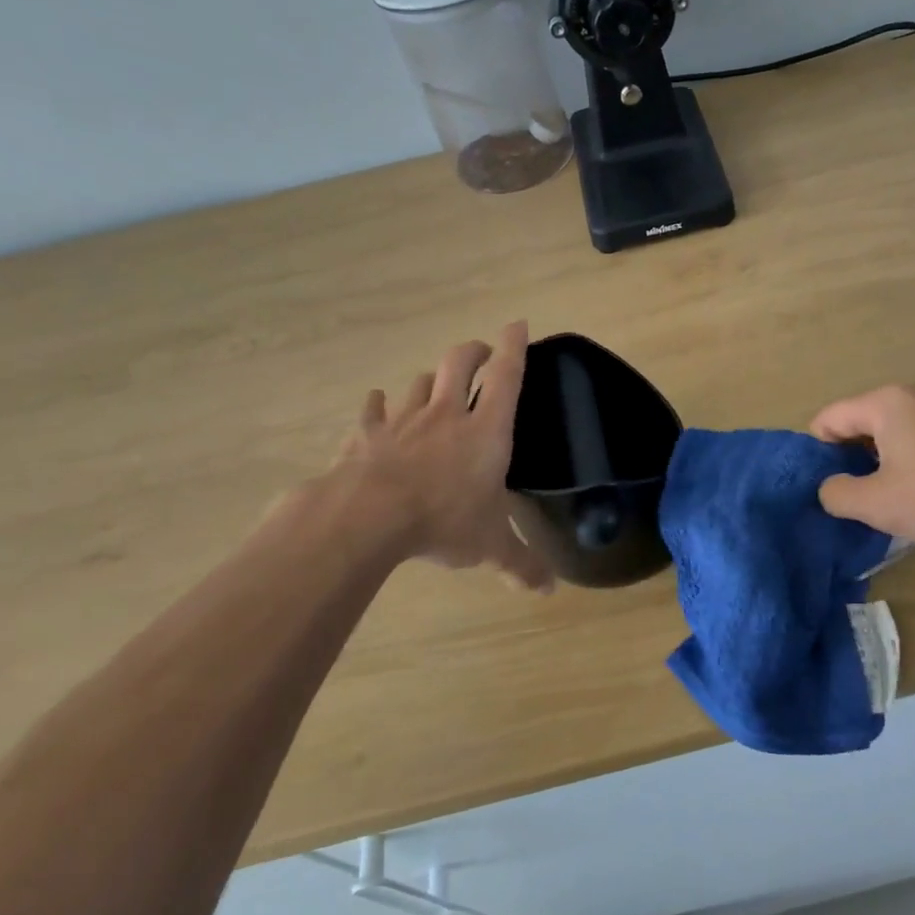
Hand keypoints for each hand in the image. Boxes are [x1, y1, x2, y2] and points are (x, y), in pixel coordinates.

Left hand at [320, 321, 553, 591]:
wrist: (368, 518)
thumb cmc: (444, 521)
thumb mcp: (490, 546)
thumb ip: (521, 564)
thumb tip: (547, 590)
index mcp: (486, 430)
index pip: (507, 377)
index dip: (515, 347)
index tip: (517, 323)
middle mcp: (447, 414)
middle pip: (460, 363)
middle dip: (475, 351)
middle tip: (483, 354)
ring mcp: (403, 421)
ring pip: (419, 383)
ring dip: (430, 380)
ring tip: (435, 386)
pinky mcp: (367, 435)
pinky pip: (374, 411)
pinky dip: (379, 406)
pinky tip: (379, 406)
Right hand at [809, 383, 914, 547]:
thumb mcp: (877, 503)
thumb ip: (837, 494)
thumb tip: (830, 487)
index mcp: (886, 402)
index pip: (829, 418)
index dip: (817, 452)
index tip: (826, 486)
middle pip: (863, 421)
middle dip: (853, 457)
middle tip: (857, 495)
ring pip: (897, 430)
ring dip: (885, 460)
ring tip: (892, 497)